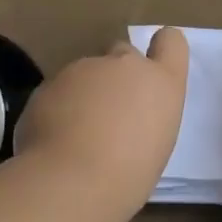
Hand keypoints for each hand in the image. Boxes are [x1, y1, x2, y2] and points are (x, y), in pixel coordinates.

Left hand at [16, 27, 189, 212]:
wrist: (73, 180)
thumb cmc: (129, 175)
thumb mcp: (156, 144)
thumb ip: (145, 116)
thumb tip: (125, 118)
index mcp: (162, 82)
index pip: (171, 41)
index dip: (161, 50)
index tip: (151, 71)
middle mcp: (125, 64)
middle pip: (123, 52)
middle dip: (116, 74)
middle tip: (109, 113)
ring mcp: (85, 68)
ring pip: (86, 73)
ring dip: (84, 93)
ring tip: (76, 134)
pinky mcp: (51, 81)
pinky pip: (58, 90)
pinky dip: (57, 107)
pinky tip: (54, 138)